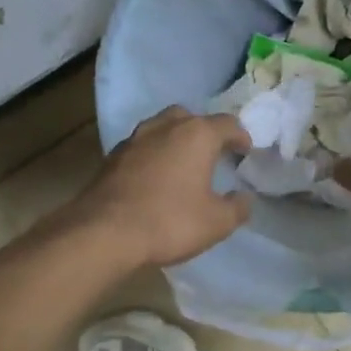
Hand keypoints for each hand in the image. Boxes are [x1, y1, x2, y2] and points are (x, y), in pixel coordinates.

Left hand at [75, 107, 252, 267]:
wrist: (104, 233)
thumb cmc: (170, 222)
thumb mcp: (216, 222)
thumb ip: (237, 208)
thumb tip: (244, 198)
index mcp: (196, 135)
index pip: (227, 124)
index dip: (240, 136)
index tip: (245, 151)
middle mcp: (165, 127)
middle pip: (191, 118)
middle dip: (205, 132)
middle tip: (213, 153)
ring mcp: (135, 139)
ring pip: (162, 128)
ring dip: (176, 140)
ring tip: (183, 163)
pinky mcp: (113, 157)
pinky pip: (142, 147)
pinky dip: (154, 155)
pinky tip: (156, 177)